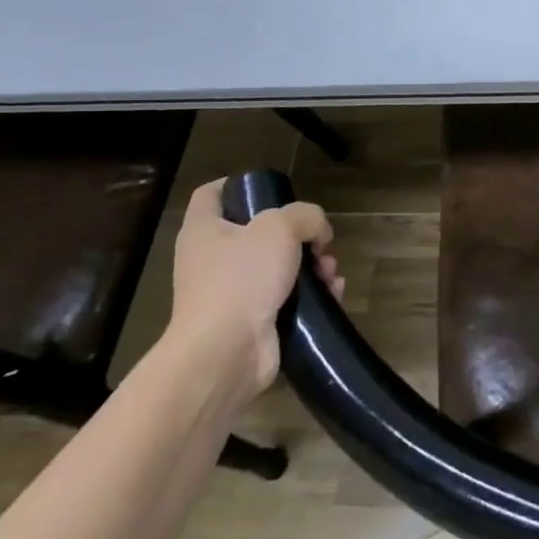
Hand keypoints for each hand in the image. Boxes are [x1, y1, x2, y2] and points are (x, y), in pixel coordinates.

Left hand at [166, 179, 343, 396]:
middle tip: (320, 240)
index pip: (212, 194)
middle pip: (258, 233)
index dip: (238, 184)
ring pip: (279, 266)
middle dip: (299, 234)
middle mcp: (212, 260)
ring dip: (312, 265)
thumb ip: (305, 216)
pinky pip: (287, 299)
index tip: (271, 187)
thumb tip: (318, 233)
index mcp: (204, 230)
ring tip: (330, 271)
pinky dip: (311, 295)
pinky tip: (333, 293)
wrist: (226, 354)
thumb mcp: (280, 227)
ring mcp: (230, 294)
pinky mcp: (251, 323)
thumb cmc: (242, 278)